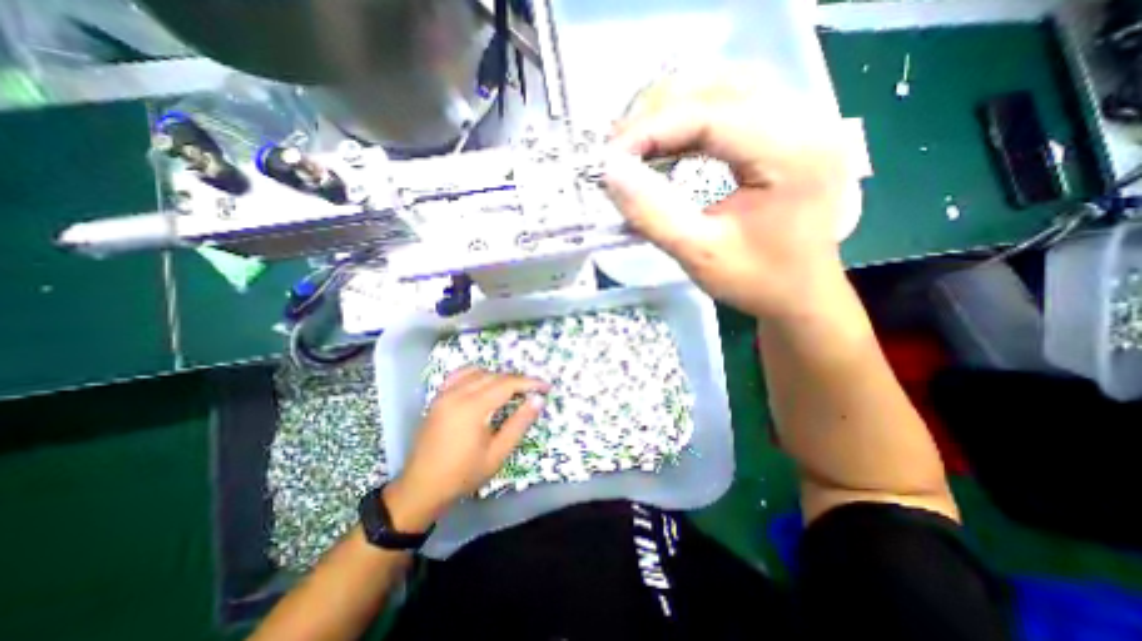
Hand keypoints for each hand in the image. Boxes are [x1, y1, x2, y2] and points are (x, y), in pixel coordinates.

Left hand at [381, 368, 549, 533]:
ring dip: (498, 377)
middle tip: (532, 391)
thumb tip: (537, 400)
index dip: (529, 383)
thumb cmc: (463, 474)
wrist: (421, 488)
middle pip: (494, 376)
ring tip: (512, 389)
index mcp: (472, 407)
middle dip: (516, 380)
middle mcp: (457, 394)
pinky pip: (459, 375)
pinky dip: (476, 374)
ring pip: (478, 372)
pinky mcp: (437, 398)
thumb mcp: (497, 453)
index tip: (546, 387)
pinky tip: (484, 383)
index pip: (507, 384)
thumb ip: (519, 424)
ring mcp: (444, 394)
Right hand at [607, 66, 856, 320]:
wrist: (800, 294)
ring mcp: (801, 121)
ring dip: (674, 107)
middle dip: (658, 112)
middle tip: (619, 148)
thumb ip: (652, 214)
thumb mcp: (698, 255)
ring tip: (638, 141)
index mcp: (791, 154)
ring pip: (726, 85)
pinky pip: (735, 103)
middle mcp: (805, 121)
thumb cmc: (756, 281)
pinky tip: (670, 140)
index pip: (710, 116)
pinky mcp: (789, 132)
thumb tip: (610, 172)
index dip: (651, 130)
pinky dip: (694, 115)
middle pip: (719, 85)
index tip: (609, 158)